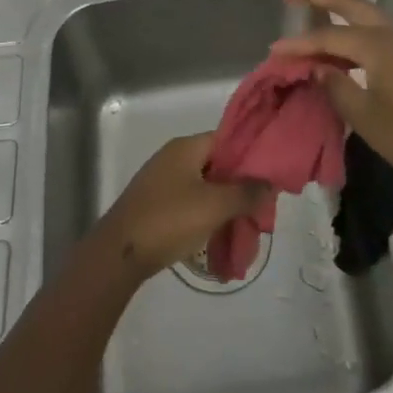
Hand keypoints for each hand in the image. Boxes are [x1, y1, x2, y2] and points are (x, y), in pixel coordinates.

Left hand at [93, 133, 269, 279]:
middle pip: (217, 164)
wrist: (120, 252)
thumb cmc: (169, 220)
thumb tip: (270, 183)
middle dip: (240, 185)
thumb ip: (246, 192)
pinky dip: (207, 215)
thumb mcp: (214, 205)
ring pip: (205, 186)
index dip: (251, 155)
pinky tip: (221, 235)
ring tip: (246, 226)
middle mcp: (174, 158)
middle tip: (262, 207)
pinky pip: (191, 203)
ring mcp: (163, 181)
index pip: (227, 139)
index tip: (272, 177)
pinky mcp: (157, 204)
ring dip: (225, 204)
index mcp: (186, 148)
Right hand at [274, 0, 392, 203]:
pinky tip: (345, 46)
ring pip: (368, 15)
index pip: (327, 37)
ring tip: (311, 13)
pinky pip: (379, 32)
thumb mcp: (368, 119)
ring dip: (339, 9)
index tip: (272, 51)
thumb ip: (337, 88)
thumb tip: (319, 68)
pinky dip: (356, 30)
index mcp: (379, 45)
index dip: (298, 45)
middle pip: (351, 3)